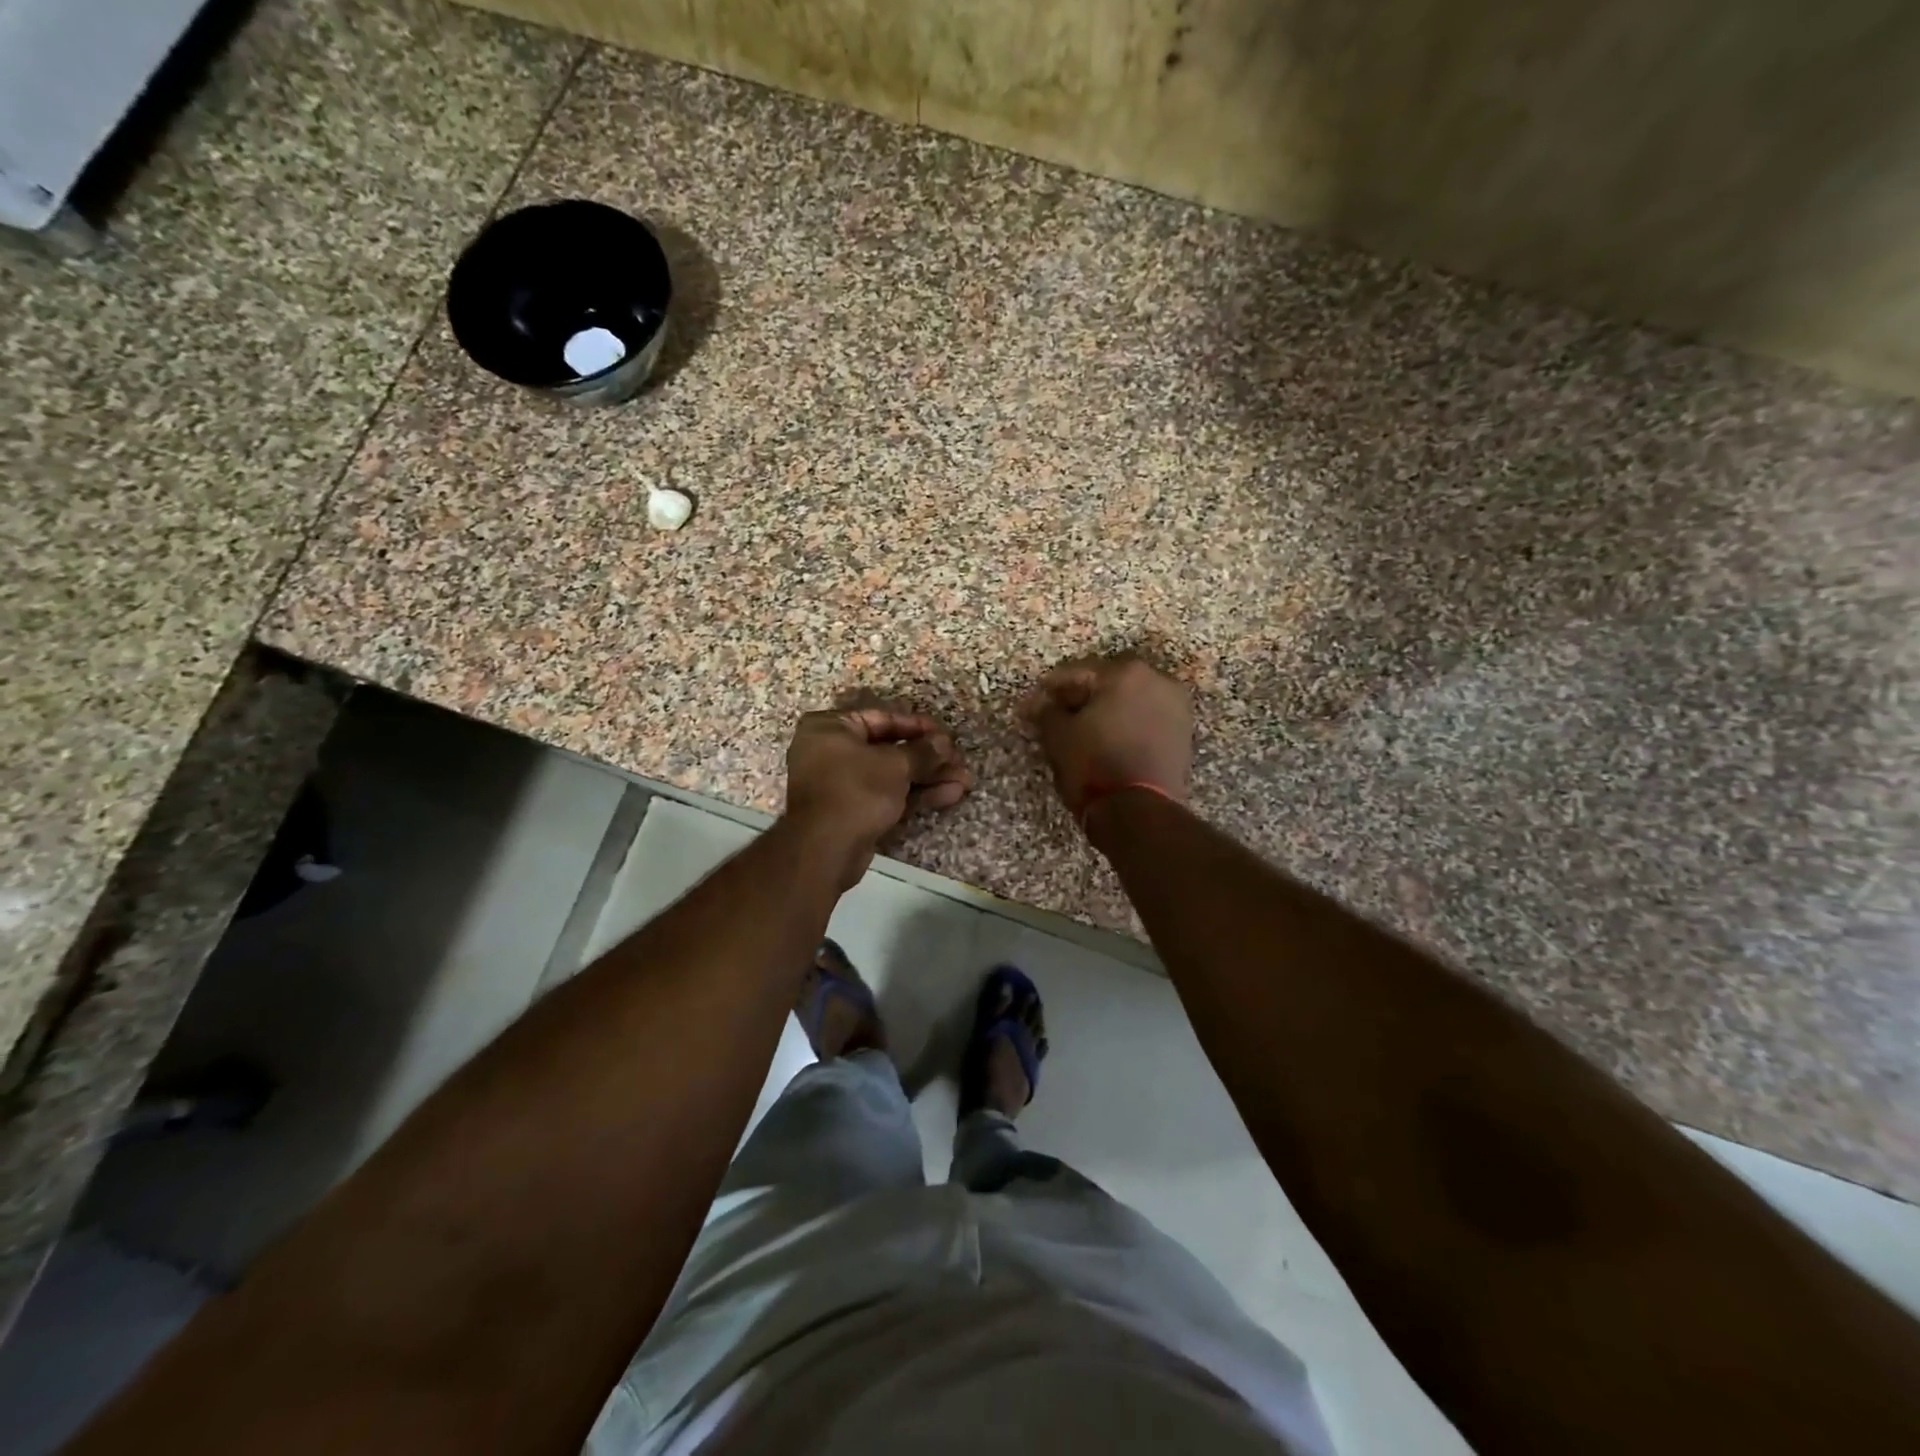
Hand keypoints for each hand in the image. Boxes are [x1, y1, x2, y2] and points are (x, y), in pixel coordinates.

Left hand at [783, 708, 970, 885]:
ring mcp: (842, 785)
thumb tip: (945, 743)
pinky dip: (916, 796)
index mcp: (830, 728)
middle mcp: (832, 752)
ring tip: (964, 781)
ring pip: (892, 776)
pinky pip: (888, 797)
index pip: (881, 718)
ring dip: (928, 778)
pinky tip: (950, 795)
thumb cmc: (856, 790)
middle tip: (959, 761)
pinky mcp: (854, 813)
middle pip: (889, 750)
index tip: (946, 734)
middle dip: (928, 758)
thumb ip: (923, 752)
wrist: (824, 849)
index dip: (917, 726)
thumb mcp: (895, 765)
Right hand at [1022, 656, 1193, 822]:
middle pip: (1107, 683)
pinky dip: (1125, 727)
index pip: (1077, 672)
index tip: (1032, 704)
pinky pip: (1145, 721)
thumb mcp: (1058, 736)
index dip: (1050, 689)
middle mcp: (1157, 681)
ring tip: (1081, 732)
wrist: (1141, 812)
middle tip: (1055, 716)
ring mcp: (1176, 707)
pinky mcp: (1183, 735)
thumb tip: (1037, 703)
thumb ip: (1046, 712)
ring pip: (1129, 702)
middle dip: (1080, 698)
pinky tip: (1106, 743)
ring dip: (1105, 712)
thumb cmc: (1095, 765)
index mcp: (1126, 672)